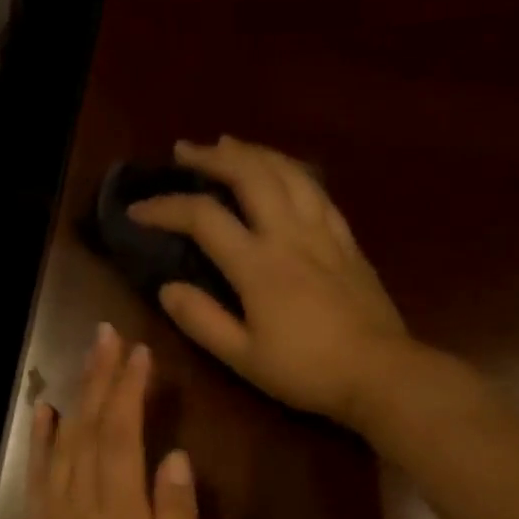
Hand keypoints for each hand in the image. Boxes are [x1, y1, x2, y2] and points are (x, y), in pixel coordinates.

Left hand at [23, 324, 202, 518]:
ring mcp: (55, 518)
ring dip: (76, 396)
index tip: (140, 353)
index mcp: (121, 517)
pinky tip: (45, 411)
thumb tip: (177, 459)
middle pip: (90, 429)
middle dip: (100, 378)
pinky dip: (40, 439)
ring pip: (64, 444)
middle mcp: (82, 506)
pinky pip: (38, 475)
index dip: (129, 391)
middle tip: (110, 335)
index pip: (122, 436)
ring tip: (88, 357)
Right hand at [128, 137, 410, 429]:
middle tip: (185, 152)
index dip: (165, 207)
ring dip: (253, 153)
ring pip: (288, 172)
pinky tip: (284, 172)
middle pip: (250, 175)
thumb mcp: (243, 358)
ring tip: (230, 146)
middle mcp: (289, 235)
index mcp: (258, 265)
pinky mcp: (347, 240)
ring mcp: (323, 232)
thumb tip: (167, 288)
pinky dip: (292, 171)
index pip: (203, 218)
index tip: (137, 210)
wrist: (380, 373)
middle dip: (212, 157)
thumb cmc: (307, 371)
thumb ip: (202, 321)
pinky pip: (317, 190)